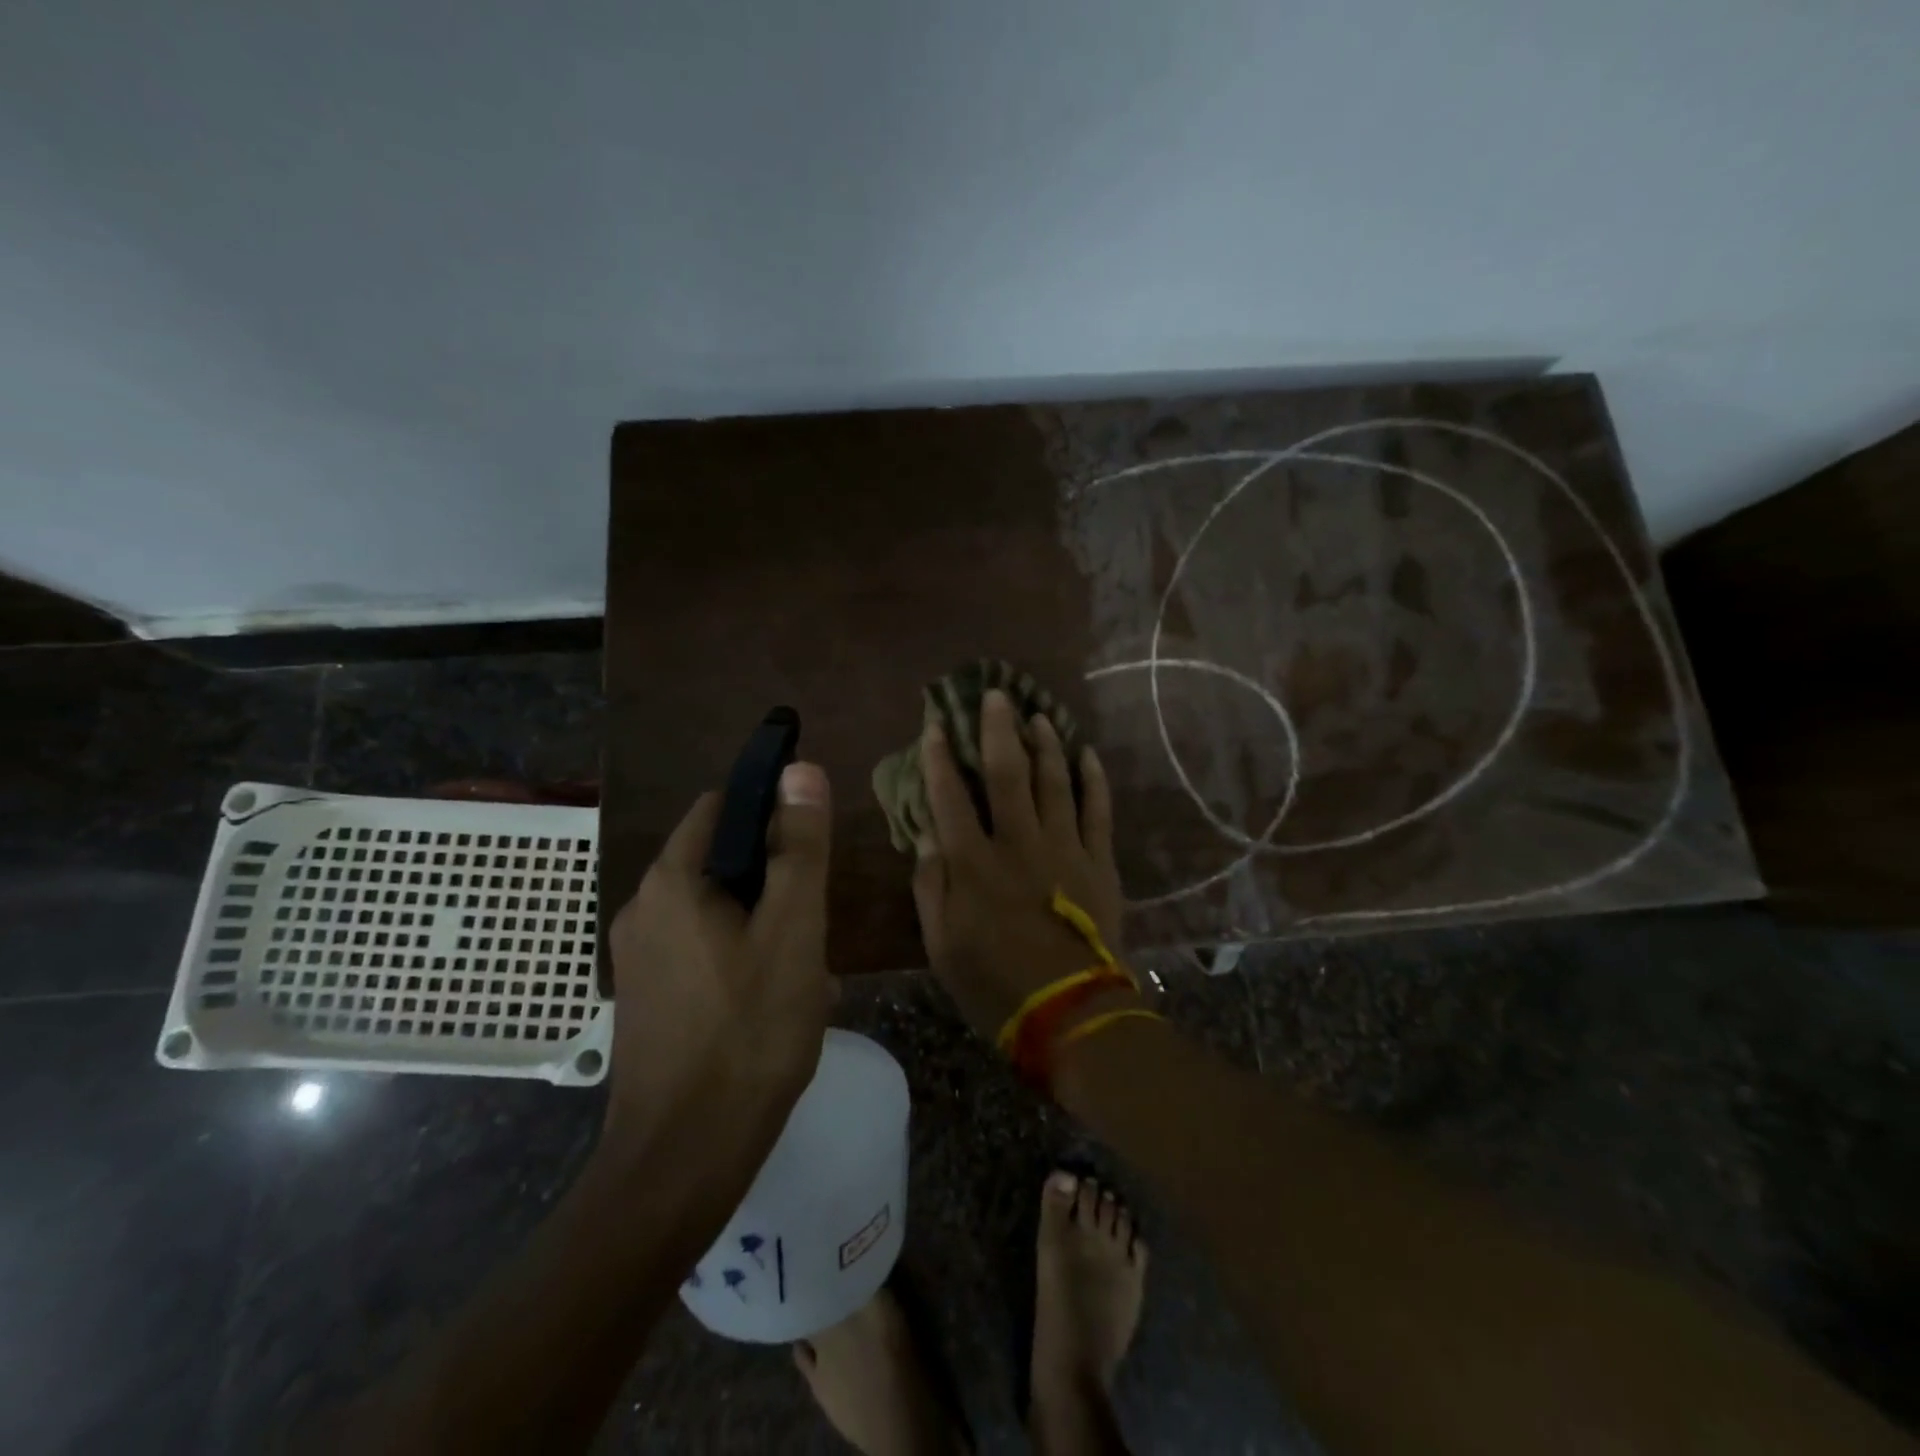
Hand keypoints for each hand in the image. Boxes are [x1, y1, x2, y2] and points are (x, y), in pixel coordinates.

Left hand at [601, 762, 834, 1166]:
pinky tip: (777, 1002)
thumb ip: (799, 847)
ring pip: (719, 912)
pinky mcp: (648, 998)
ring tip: (806, 972)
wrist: (684, 1160)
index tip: (813, 847)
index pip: (722, 808)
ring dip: (766, 926)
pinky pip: (704, 952)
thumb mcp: (792, 931)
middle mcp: (642, 909)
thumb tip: (799, 768)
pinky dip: (744, 958)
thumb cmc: (748, 1033)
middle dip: (775, 883)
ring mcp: (640, 959)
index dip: (772, 812)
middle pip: (723, 862)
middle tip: (815, 925)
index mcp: (671, 882)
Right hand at [912, 689, 1127, 1039]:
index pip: (949, 796)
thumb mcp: (942, 946)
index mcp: (973, 864)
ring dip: (1045, 744)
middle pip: (1006, 773)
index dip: (940, 757)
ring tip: (1040, 715)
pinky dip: (1094, 779)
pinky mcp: (1099, 862)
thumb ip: (931, 887)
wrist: (1071, 1015)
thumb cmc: (995, 984)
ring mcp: (1064, 848)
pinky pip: (1098, 810)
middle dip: (998, 729)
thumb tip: (926, 835)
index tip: (936, 725)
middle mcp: (1017, 843)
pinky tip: (1088, 754)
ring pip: (1054, 781)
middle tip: (996, 694)